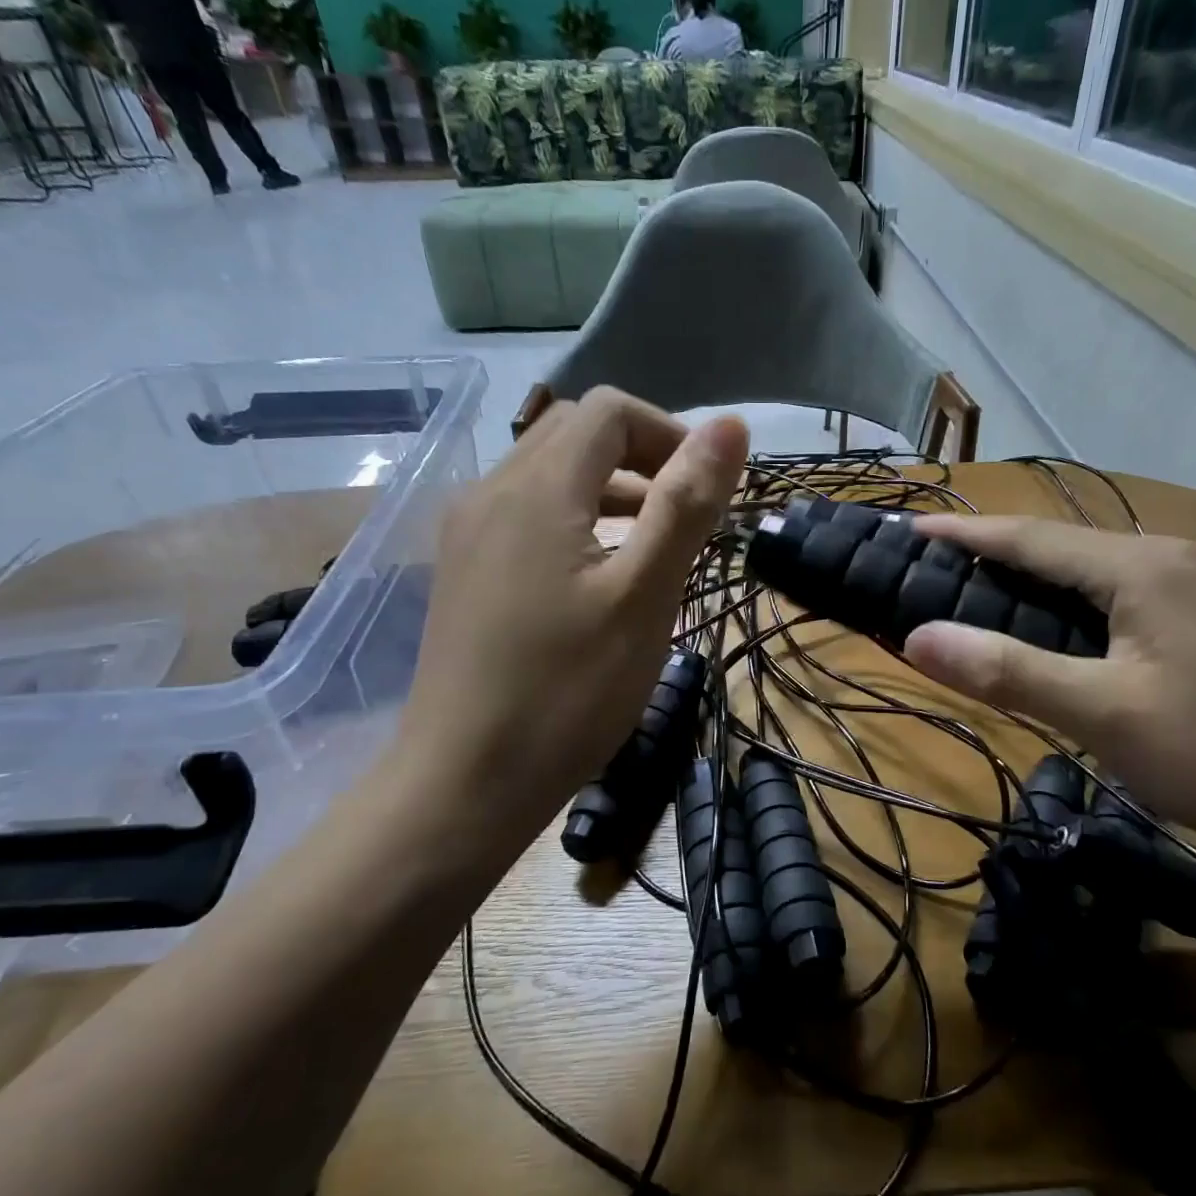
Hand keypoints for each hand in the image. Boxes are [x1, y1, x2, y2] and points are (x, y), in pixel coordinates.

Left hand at [379, 390, 746, 868]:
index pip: (610, 412)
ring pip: (549, 473)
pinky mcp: (464, 569)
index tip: (708, 494)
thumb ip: (686, 505)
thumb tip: (731, 426)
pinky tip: (599, 575)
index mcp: (536, 489)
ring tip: (653, 546)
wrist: (464, 783)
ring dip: (610, 489)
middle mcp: (491, 492)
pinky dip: (575, 519)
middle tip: (685, 517)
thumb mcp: (643, 597)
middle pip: (576, 433)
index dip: (669, 435)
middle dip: (642, 457)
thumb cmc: (566, 693)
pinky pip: (527, 513)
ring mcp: (469, 532)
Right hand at [901, 517, 1195, 866]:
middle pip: (1062, 546)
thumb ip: (1009, 672)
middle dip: (995, 553)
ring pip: (1095, 568)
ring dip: (1036, 577)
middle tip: (934, 567)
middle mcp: (1172, 556)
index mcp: (1142, 567)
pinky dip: (1075, 599)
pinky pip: (1124, 590)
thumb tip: (917, 637)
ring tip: (982, 591)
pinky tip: (1062, 624)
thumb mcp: (1106, 716)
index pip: (1031, 539)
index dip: (966, 533)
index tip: (910, 527)